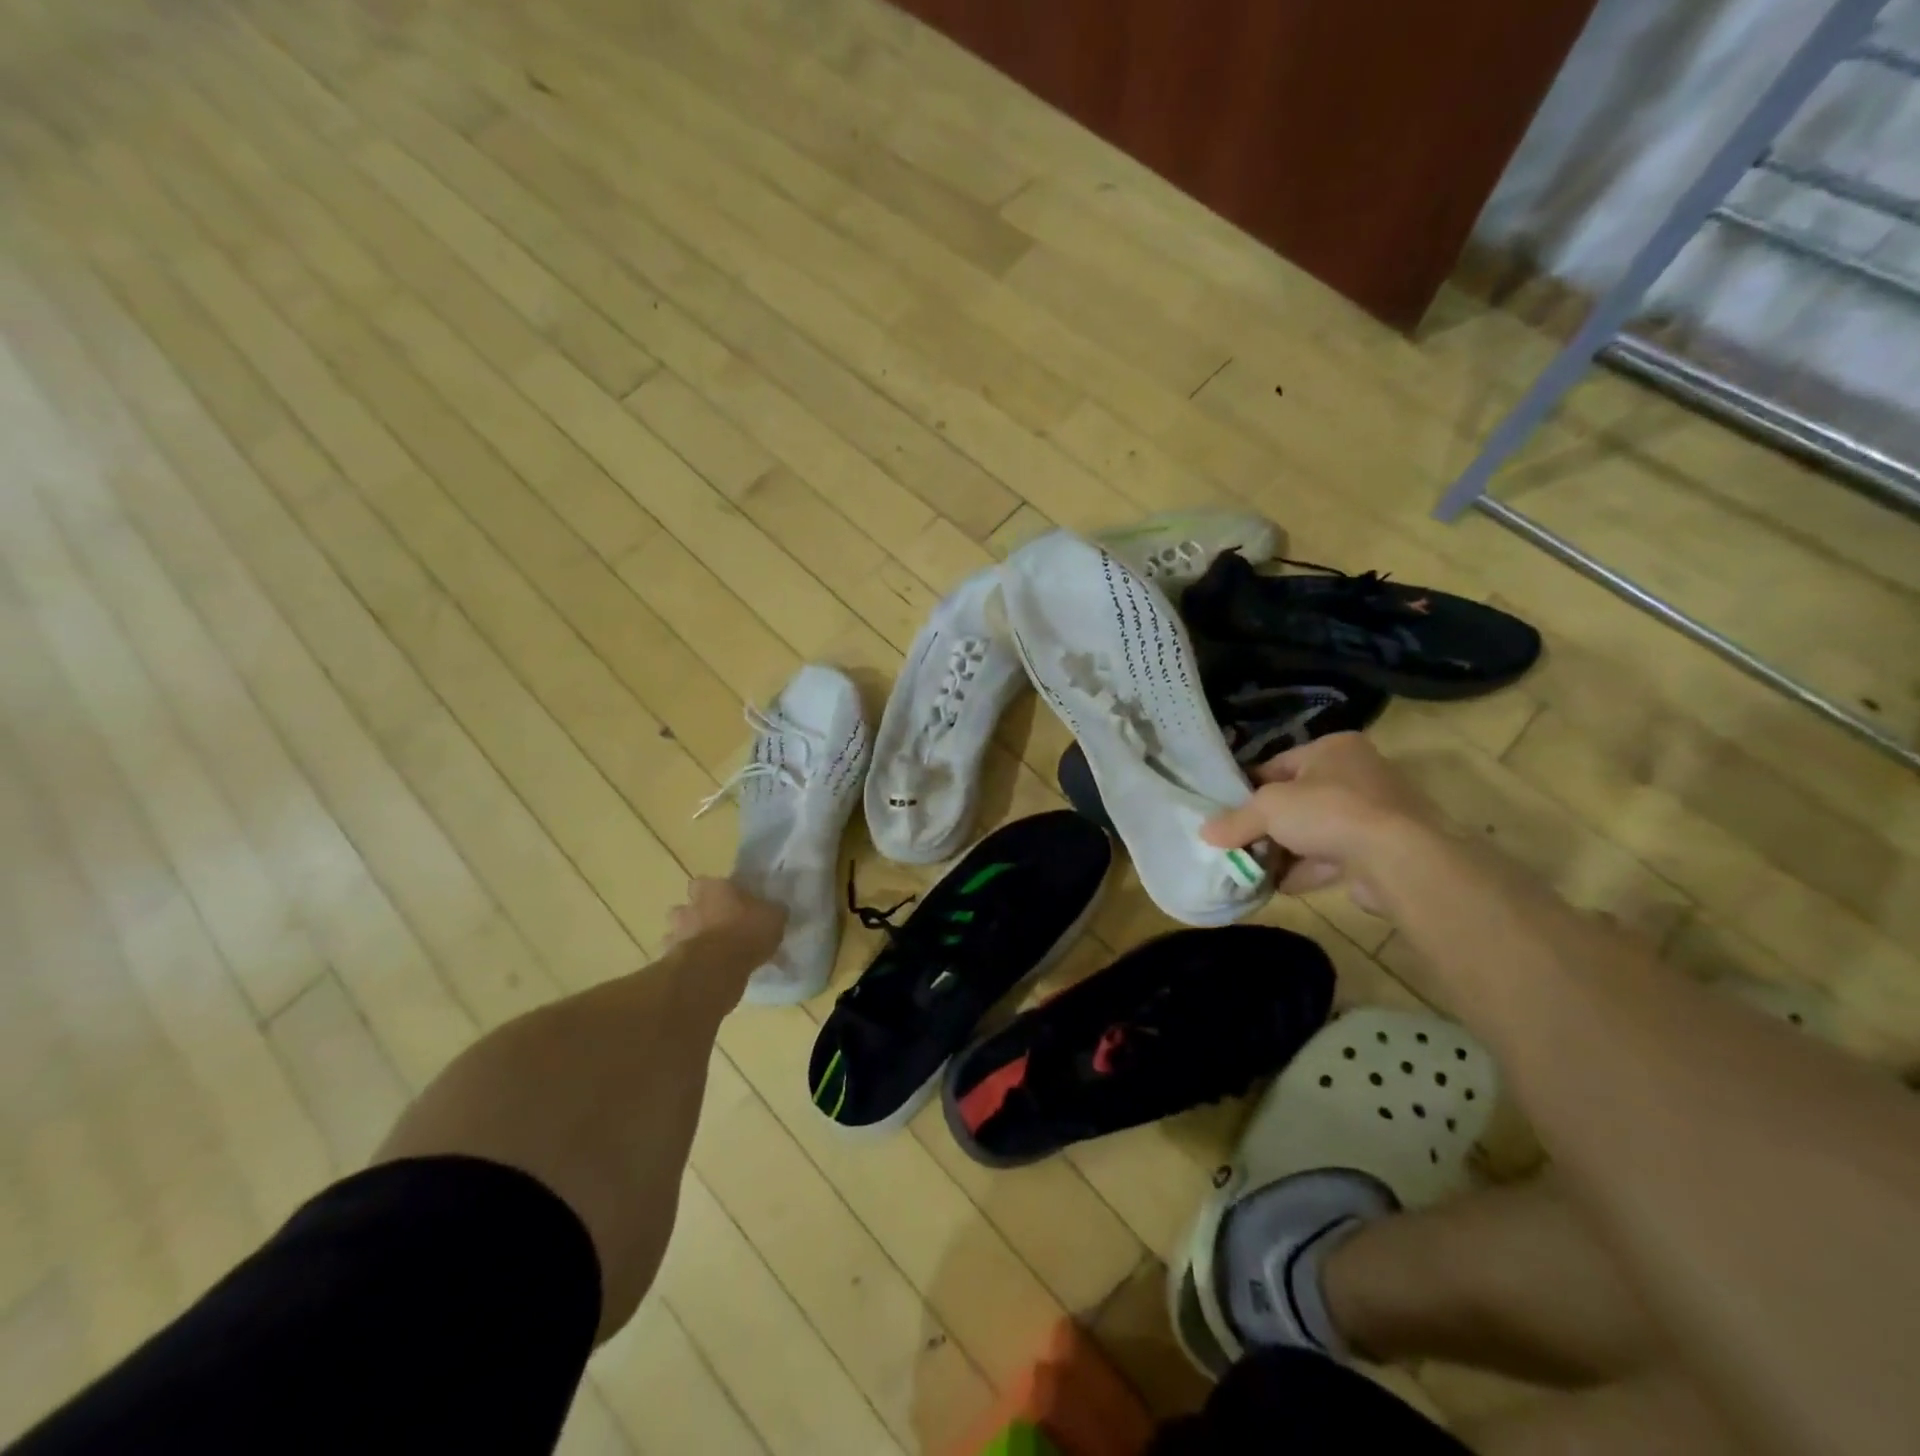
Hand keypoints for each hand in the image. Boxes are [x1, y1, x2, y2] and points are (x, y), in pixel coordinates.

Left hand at [663, 878, 785, 966]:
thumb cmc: (746, 931)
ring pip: (680, 932)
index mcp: (713, 888)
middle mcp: (690, 906)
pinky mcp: (672, 960)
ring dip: (692, 939)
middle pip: (688, 906)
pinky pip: (681, 959)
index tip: (731, 902)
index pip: (707, 882)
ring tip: (712, 952)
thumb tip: (776, 910)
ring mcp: (677, 933)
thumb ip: (772, 911)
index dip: (718, 892)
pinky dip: (690, 963)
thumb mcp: (774, 917)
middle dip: (698, 915)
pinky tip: (707, 972)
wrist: (716, 968)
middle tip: (719, 927)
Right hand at [1202, 733, 1433, 912]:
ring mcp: (1374, 813)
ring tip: (1254, 868)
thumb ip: (1236, 820)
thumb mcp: (1268, 809)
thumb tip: (1205, 833)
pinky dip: (1308, 869)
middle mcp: (1358, 774)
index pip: (1280, 764)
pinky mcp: (1381, 849)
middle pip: (1298, 799)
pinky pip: (1334, 856)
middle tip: (1238, 842)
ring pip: (1316, 830)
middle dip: (1268, 824)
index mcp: (1334, 749)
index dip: (1249, 787)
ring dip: (1286, 850)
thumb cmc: (1329, 812)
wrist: (1398, 858)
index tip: (1226, 809)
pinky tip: (1281, 885)